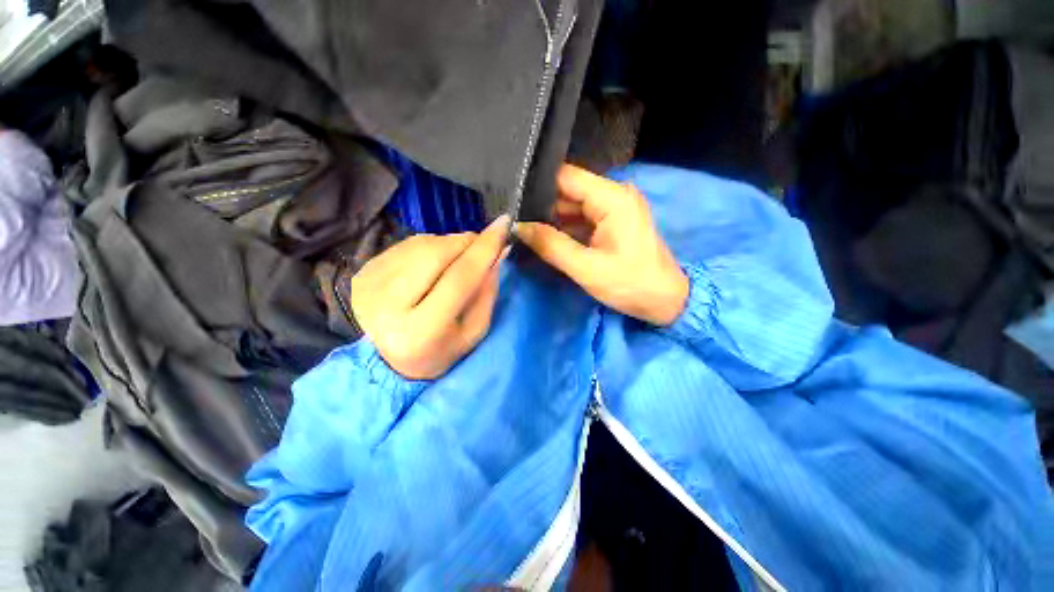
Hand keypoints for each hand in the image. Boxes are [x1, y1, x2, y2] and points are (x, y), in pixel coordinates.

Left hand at [350, 215, 509, 379]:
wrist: (393, 360)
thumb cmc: (442, 349)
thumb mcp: (474, 331)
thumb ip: (487, 291)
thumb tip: (498, 251)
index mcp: (420, 331)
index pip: (459, 279)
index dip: (484, 249)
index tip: (504, 225)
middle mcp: (387, 307)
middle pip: (435, 254)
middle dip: (465, 242)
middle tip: (481, 245)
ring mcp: (369, 286)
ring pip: (421, 244)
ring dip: (448, 244)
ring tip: (457, 260)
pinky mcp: (362, 273)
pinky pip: (406, 245)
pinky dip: (429, 247)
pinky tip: (433, 263)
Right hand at [515, 165, 688, 325]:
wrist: (665, 301)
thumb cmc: (630, 284)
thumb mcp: (586, 268)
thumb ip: (551, 245)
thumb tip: (518, 227)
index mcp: (612, 198)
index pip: (566, 177)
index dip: (538, 185)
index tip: (512, 198)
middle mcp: (614, 195)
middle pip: (568, 191)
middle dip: (541, 205)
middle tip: (513, 218)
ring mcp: (613, 208)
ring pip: (573, 206)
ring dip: (551, 219)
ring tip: (523, 227)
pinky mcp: (612, 222)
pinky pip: (581, 218)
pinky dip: (564, 228)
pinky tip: (544, 236)